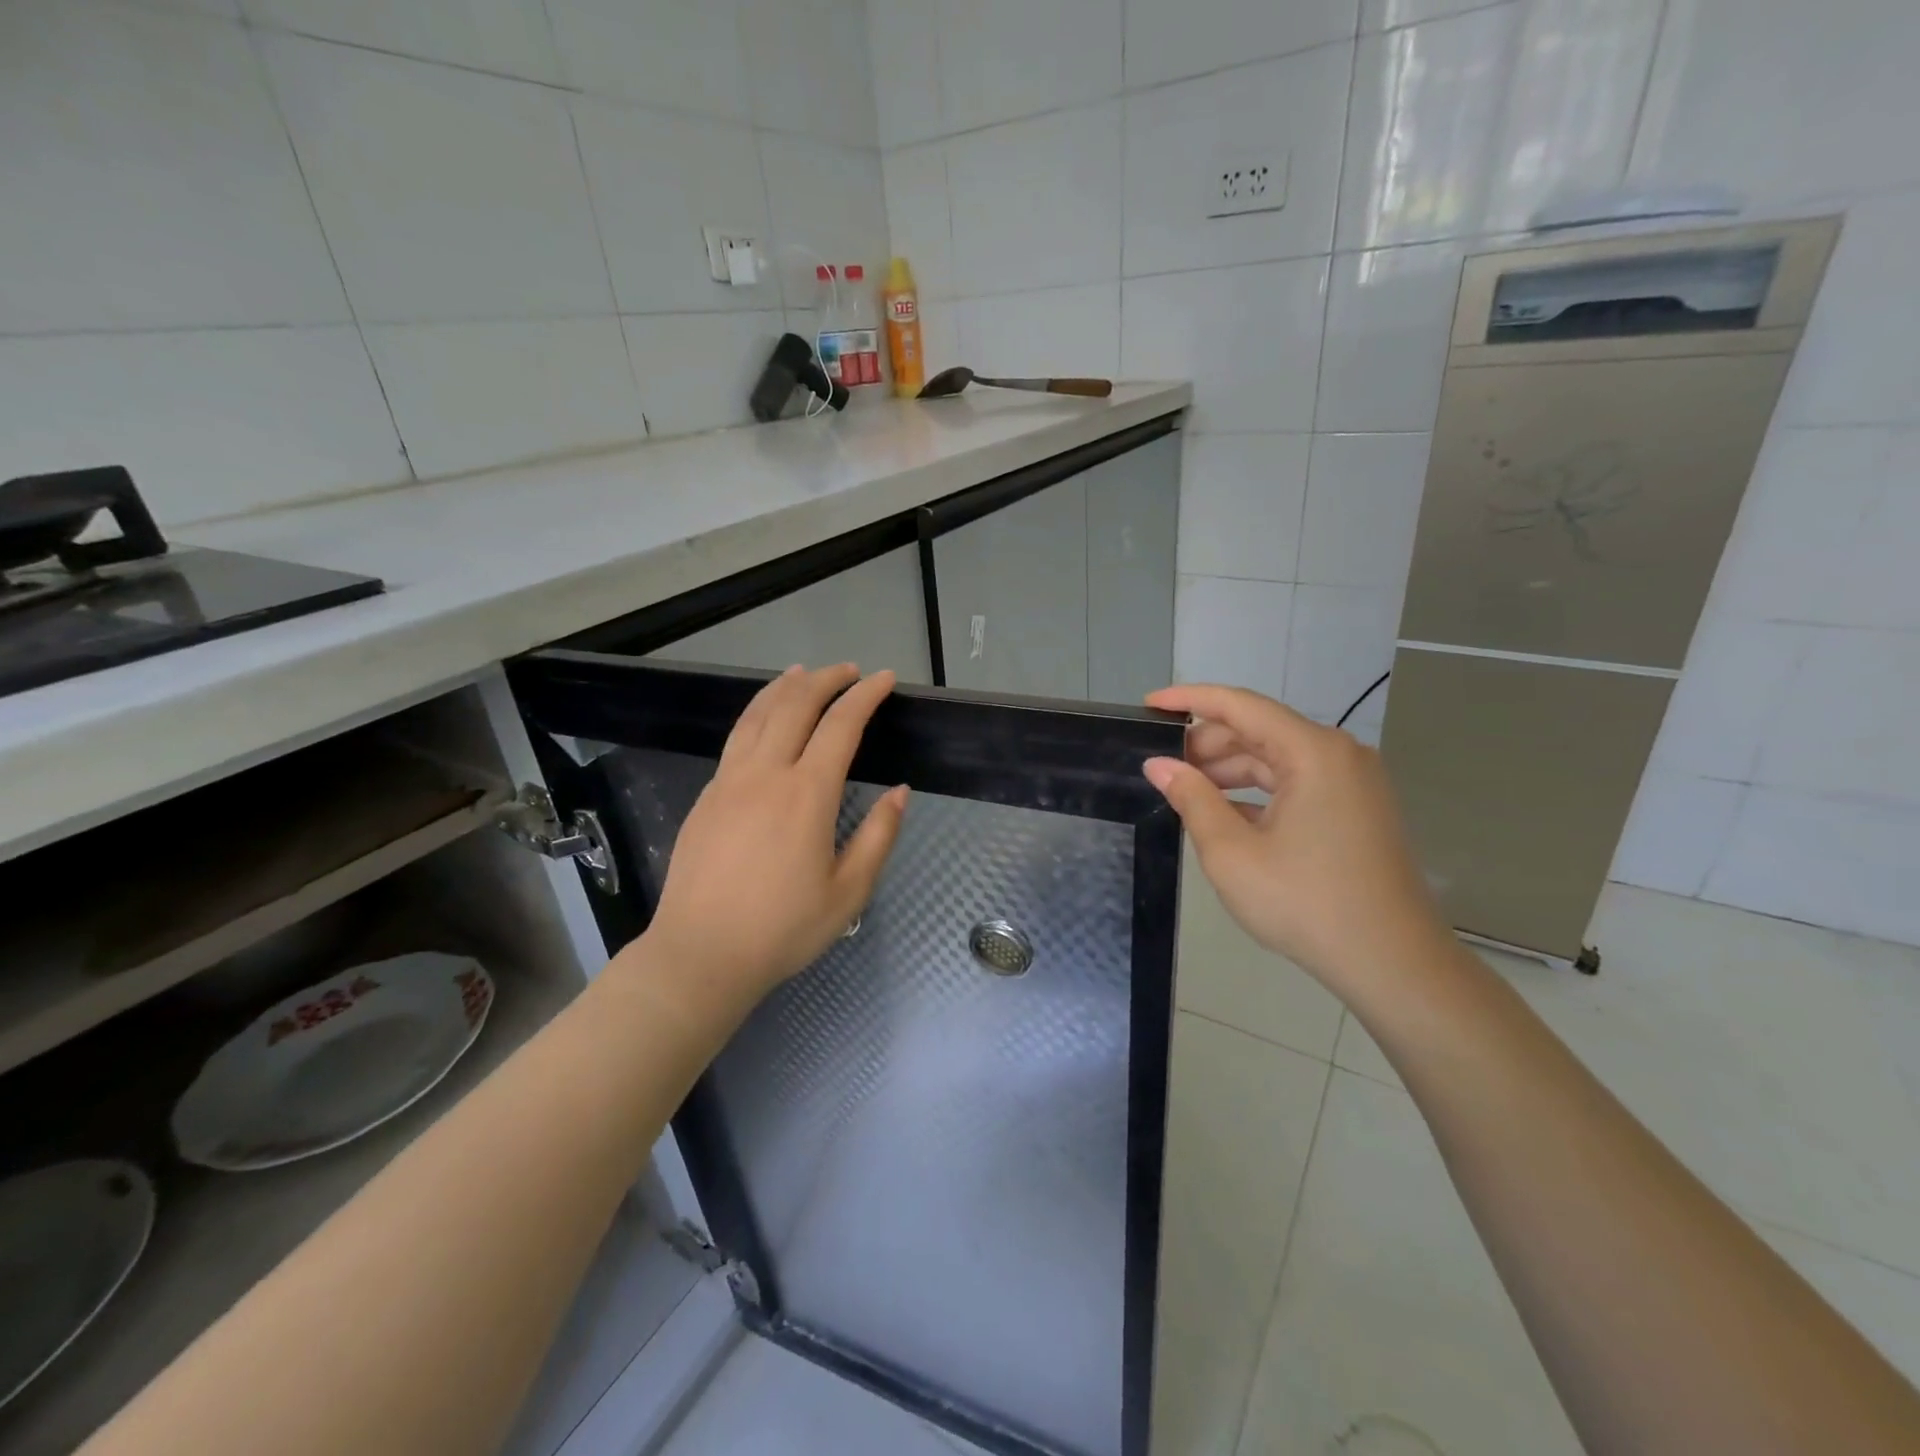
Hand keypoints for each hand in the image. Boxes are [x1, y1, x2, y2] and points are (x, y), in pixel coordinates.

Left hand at [638, 665, 906, 1019]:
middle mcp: (765, 774)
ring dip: (784, 687)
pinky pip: (736, 738)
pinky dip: (757, 713)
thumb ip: (878, 836)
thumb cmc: (783, 929)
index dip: (865, 696)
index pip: (841, 725)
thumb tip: (899, 792)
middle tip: (849, 670)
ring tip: (803, 673)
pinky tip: (764, 719)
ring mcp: (729, 781)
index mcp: (806, 795)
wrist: (700, 954)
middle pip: (795, 705)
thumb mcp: (849, 892)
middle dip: (826, 679)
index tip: (885, 679)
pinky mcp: (707, 796)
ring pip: (757, 714)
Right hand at [1142, 683, 1450, 1003]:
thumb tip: (1159, 764)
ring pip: (1276, 758)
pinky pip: (1295, 783)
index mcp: (1312, 752)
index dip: (1189, 700)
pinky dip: (1256, 792)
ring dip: (1229, 770)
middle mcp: (1338, 754)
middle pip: (1258, 730)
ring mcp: (1352, 782)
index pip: (1239, 706)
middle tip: (1161, 767)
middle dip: (1206, 744)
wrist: (1392, 963)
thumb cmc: (1306, 903)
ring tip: (1185, 791)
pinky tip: (1224, 814)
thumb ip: (1192, 798)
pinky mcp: (1355, 808)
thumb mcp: (1232, 852)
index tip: (1148, 705)